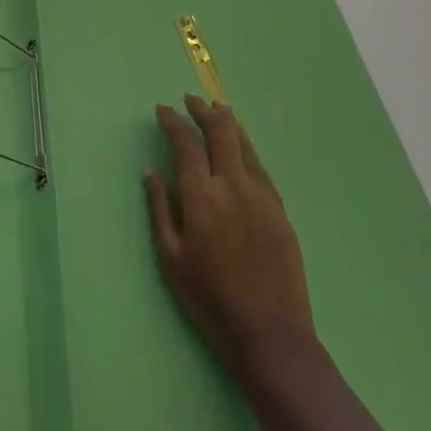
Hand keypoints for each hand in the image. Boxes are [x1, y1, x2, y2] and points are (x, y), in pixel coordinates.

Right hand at [144, 94, 315, 371]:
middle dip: (203, 111)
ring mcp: (261, 195)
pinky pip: (260, 167)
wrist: (269, 331)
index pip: (186, 143)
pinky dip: (246, 148)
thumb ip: (160, 208)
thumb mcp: (171, 256)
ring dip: (229, 123)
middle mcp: (233, 185)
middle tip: (191, 99)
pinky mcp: (280, 210)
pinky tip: (242, 148)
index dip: (173, 121)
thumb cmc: (209, 297)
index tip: (163, 109)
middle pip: (220, 133)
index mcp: (202, 195)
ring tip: (218, 108)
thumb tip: (151, 171)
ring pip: (245, 145)